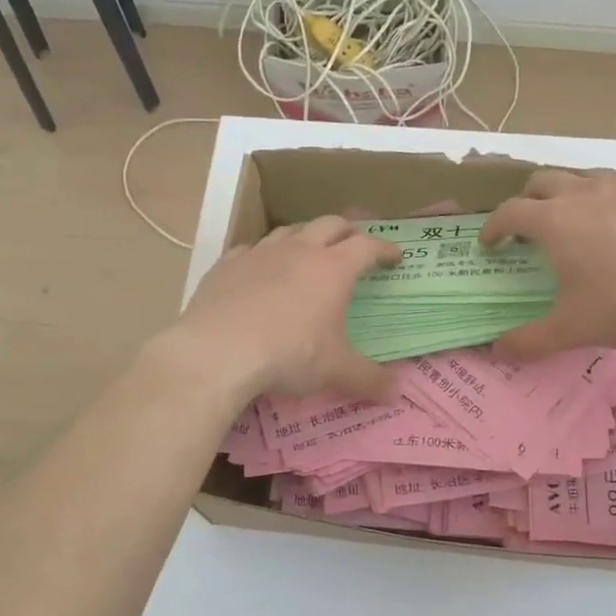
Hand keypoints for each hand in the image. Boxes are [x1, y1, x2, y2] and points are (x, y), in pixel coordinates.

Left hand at [162, 217, 400, 401]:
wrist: (217, 352)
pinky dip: (263, 255)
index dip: (384, 248)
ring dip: (306, 235)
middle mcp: (299, 251)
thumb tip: (397, 392)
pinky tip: (259, 268)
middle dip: (348, 230)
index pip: (367, 246)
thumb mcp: (334, 371)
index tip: (395, 256)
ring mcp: (260, 253)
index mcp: (333, 269)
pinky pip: (250, 248)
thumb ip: (368, 379)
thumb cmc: (288, 355)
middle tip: (355, 243)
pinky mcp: (227, 264)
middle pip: (330, 223)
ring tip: (309, 250)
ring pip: (290, 230)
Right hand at [479, 169, 615, 358]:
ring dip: (567, 192)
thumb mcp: (572, 329)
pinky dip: (607, 198)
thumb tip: (496, 351)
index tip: (489, 243)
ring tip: (574, 219)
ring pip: (581, 176)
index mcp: (554, 221)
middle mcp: (583, 193)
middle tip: (527, 226)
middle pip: (541, 181)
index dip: (493, 226)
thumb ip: (529, 340)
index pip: (509, 212)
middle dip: (526, 200)